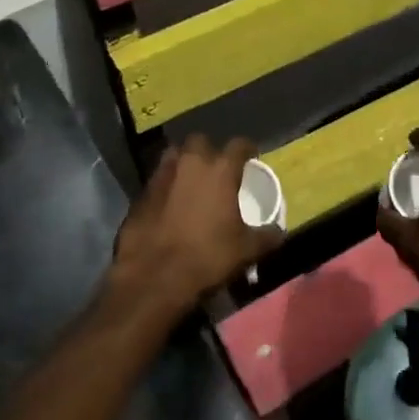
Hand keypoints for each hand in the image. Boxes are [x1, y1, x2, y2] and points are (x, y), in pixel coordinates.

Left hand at [108, 135, 284, 323]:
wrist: (152, 277)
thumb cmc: (207, 257)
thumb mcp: (246, 251)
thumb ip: (266, 236)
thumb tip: (278, 231)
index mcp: (220, 169)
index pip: (239, 144)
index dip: (248, 149)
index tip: (252, 158)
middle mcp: (189, 163)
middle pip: (201, 142)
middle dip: (210, 151)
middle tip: (217, 170)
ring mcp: (161, 175)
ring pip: (175, 156)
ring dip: (184, 164)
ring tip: (192, 183)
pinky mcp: (140, 193)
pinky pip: (158, 180)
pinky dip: (166, 187)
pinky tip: (170, 205)